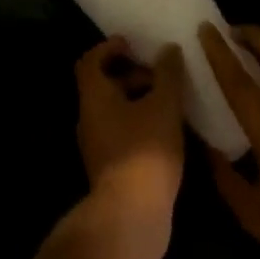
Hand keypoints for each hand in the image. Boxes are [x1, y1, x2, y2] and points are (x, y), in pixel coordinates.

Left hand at [75, 36, 186, 239]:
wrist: (132, 214)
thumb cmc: (145, 150)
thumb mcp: (164, 105)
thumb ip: (167, 74)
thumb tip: (168, 49)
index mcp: (94, 97)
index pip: (90, 61)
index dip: (109, 47)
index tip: (133, 44)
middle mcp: (88, 118)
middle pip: (103, 85)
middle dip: (131, 74)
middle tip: (161, 74)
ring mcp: (97, 145)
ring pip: (114, 110)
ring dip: (139, 100)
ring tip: (171, 101)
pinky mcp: (110, 166)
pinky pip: (121, 132)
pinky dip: (140, 122)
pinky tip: (168, 130)